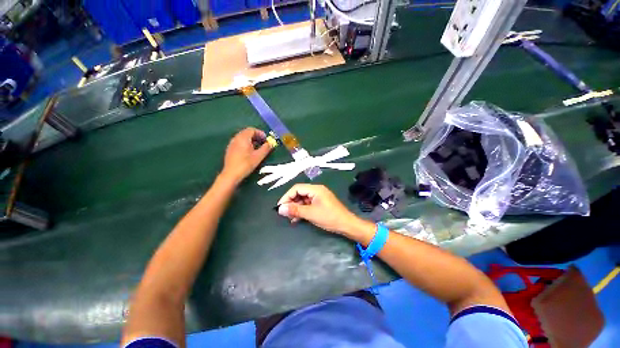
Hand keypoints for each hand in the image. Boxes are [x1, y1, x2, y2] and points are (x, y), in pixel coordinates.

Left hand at [222, 128, 272, 183]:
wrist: (231, 174)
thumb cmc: (246, 164)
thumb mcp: (259, 156)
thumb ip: (266, 148)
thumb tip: (271, 143)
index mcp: (243, 138)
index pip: (252, 130)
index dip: (260, 133)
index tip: (266, 139)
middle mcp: (236, 138)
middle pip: (246, 132)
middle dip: (256, 136)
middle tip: (263, 143)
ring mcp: (232, 143)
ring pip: (242, 137)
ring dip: (251, 140)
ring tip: (257, 148)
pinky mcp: (230, 149)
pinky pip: (239, 142)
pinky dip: (245, 143)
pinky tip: (249, 152)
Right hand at [277, 184, 360, 233]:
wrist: (346, 224)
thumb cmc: (329, 217)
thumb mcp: (310, 214)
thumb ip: (295, 210)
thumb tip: (280, 209)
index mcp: (315, 189)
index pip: (296, 188)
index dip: (287, 196)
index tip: (280, 207)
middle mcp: (317, 190)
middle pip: (299, 193)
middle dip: (291, 203)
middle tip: (285, 213)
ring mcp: (319, 197)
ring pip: (303, 199)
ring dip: (296, 208)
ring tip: (290, 218)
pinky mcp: (320, 203)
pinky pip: (308, 204)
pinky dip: (302, 210)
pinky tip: (297, 219)